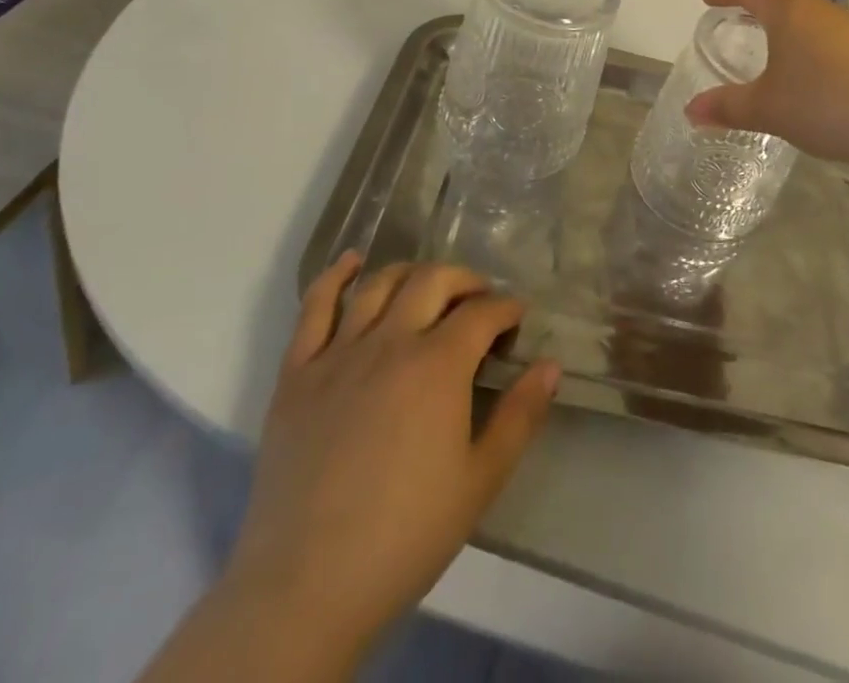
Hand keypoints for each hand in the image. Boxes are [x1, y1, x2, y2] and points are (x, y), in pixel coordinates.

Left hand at [226, 255, 559, 674]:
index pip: (482, 312)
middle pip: (433, 281)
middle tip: (479, 299)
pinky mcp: (297, 372)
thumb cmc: (405, 536)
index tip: (516, 320)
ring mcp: (339, 352)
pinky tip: (352, 262)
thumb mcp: (480, 481)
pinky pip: (314, 307)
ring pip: (379, 284)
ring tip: (427, 286)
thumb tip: (551, 365)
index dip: (506, 309)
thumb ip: (520, 416)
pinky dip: (335, 276)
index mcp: (438, 365)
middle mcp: (390, 342)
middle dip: (465, 280)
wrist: (306, 586)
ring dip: (411, 273)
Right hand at [684, 0, 848, 167]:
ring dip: (789, 11)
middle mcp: (819, 9)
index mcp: (787, 12)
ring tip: (775, 35)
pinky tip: (811, 64)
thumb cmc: (822, 104)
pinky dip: (811, 33)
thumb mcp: (766, 109)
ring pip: (812, 5)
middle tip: (742, 7)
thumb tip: (691, 111)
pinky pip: (831, 28)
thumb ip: (727, 107)